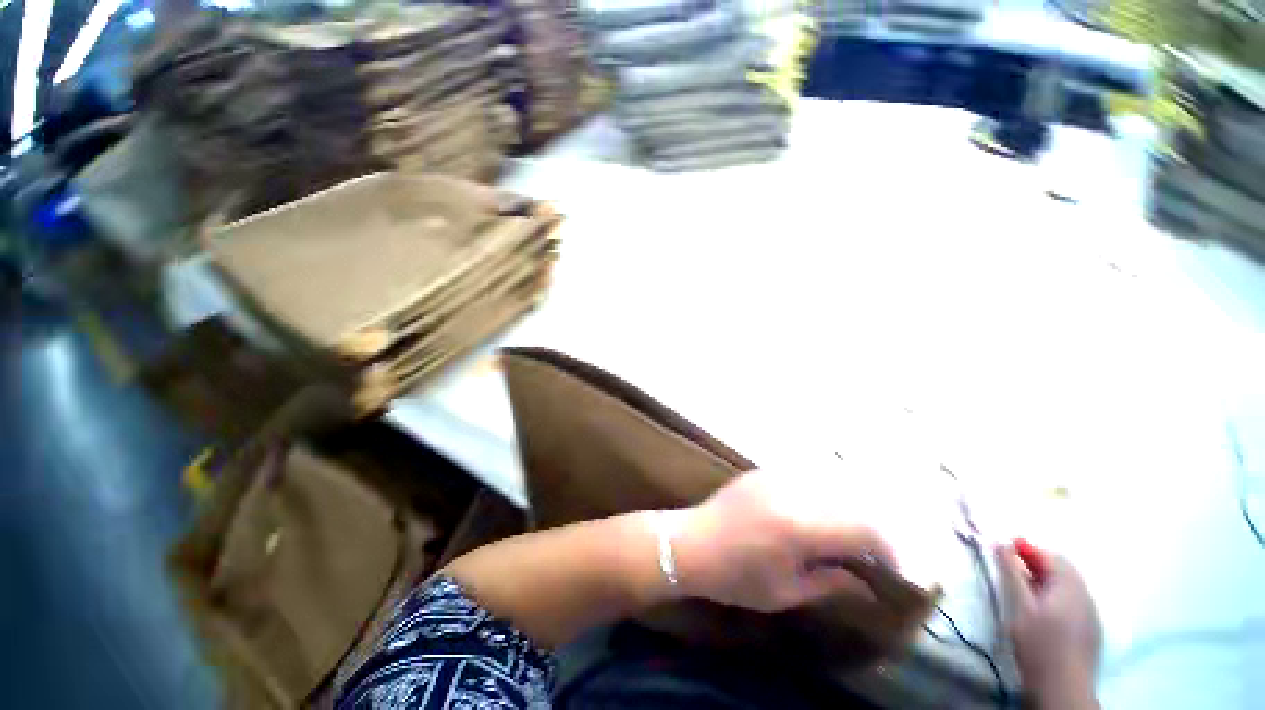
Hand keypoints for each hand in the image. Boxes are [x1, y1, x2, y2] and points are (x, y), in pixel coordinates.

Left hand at [670, 470, 896, 612]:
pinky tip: (821, 508)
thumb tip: (867, 583)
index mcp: (799, 526)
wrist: (690, 543)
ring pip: (829, 480)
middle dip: (870, 525)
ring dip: (848, 504)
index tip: (892, 567)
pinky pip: (805, 473)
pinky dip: (823, 489)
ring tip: (850, 530)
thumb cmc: (735, 577)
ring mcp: (775, 475)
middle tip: (874, 551)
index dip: (886, 547)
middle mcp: (792, 492)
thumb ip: (831, 583)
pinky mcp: (763, 470)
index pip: (861, 527)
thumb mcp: (786, 592)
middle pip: (850, 500)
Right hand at [997, 543, 1100, 707]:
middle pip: (1062, 570)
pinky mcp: (1089, 629)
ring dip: (1045, 580)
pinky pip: (1072, 601)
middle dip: (1036, 564)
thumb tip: (1001, 544)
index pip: (1051, 556)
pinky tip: (1041, 610)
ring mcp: (1090, 613)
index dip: (1028, 549)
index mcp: (1071, 585)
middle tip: (1011, 567)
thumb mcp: (1020, 605)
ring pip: (1067, 586)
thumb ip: (1012, 573)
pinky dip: (1054, 595)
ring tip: (1022, 589)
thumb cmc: (1038, 642)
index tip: (1004, 548)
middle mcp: (1086, 595)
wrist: (1062, 687)